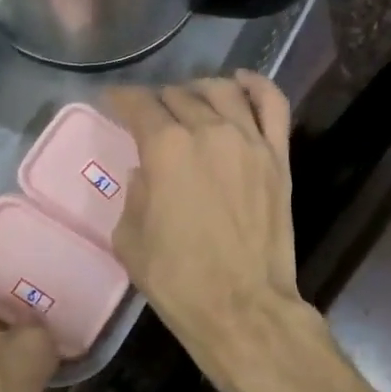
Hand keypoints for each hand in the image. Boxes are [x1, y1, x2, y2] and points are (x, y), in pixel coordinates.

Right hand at [106, 71, 311, 380]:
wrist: (242, 307)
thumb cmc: (178, 280)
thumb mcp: (130, 239)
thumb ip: (135, 194)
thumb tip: (146, 172)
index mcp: (166, 149)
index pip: (139, 105)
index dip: (121, 100)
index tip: (112, 103)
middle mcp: (209, 131)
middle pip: (179, 96)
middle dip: (157, 101)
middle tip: (149, 116)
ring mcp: (250, 141)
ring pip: (223, 91)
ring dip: (199, 89)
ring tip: (189, 100)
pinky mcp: (278, 158)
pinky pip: (272, 105)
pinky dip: (256, 86)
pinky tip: (240, 83)